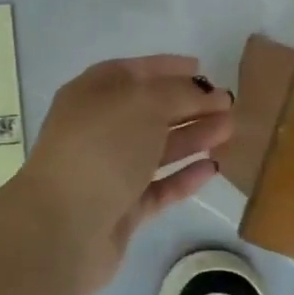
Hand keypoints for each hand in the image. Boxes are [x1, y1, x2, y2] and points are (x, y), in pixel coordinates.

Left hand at [17, 55, 234, 294]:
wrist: (63, 226)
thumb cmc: (102, 148)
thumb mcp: (144, 103)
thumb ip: (179, 93)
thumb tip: (204, 92)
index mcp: (92, 94)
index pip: (134, 72)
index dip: (168, 68)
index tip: (203, 69)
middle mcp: (98, 129)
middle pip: (149, 111)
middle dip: (189, 105)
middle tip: (229, 105)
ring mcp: (109, 171)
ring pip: (157, 149)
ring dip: (193, 137)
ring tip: (229, 131)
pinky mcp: (121, 209)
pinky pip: (158, 187)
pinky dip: (183, 176)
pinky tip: (211, 168)